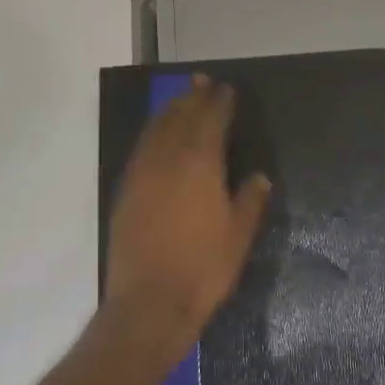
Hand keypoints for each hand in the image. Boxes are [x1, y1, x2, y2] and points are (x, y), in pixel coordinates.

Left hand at [104, 75, 271, 362]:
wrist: (148, 304)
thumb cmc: (202, 269)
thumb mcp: (238, 237)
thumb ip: (249, 201)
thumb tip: (258, 178)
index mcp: (200, 166)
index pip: (210, 122)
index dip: (219, 103)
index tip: (227, 89)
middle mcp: (168, 161)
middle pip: (180, 119)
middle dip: (192, 97)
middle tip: (201, 80)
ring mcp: (143, 176)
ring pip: (156, 131)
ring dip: (170, 111)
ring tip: (180, 98)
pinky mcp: (126, 193)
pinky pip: (141, 150)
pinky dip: (152, 134)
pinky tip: (156, 135)